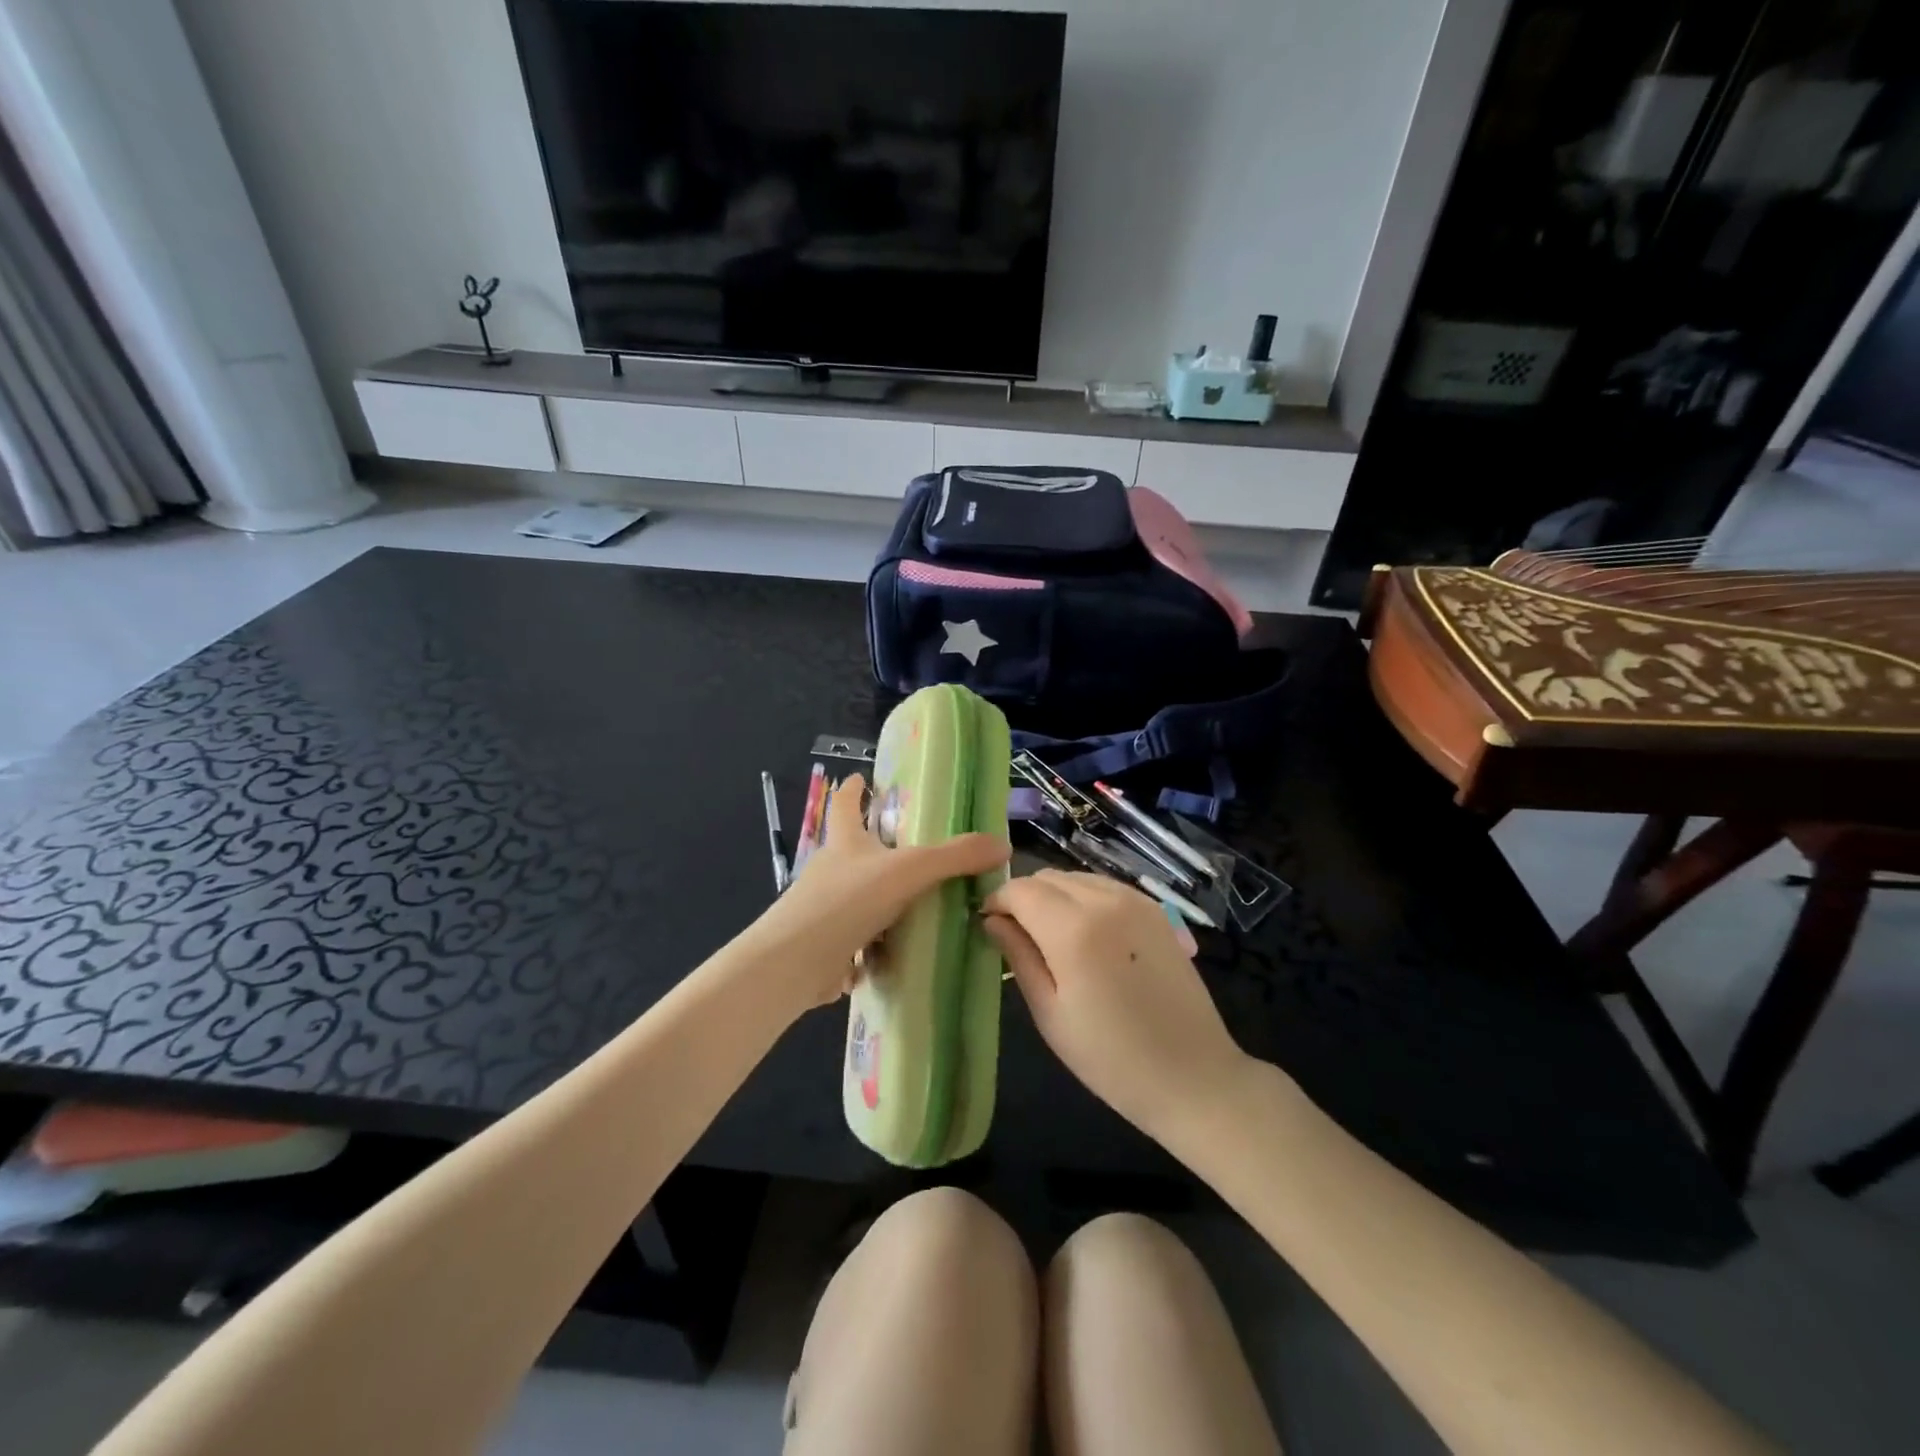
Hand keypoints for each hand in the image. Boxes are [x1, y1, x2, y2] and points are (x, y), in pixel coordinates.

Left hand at [737, 774, 1008, 1017]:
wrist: (796, 962)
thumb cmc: (848, 900)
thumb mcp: (910, 871)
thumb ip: (955, 857)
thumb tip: (1002, 844)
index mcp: (845, 842)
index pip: (845, 804)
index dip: (854, 790)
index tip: (860, 777)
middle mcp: (830, 870)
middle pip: (853, 851)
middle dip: (877, 850)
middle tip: (915, 852)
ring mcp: (823, 910)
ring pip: (858, 898)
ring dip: (882, 902)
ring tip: (920, 907)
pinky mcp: (824, 946)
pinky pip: (856, 940)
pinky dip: (874, 945)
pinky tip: (901, 954)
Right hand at [983, 870, 1254, 1145]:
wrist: (1194, 1076)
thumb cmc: (1111, 1058)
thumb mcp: (1050, 1013)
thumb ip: (1018, 956)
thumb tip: (992, 920)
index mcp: (1074, 928)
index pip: (1019, 889)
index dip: (997, 902)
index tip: (988, 926)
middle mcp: (1105, 900)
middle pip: (1047, 877)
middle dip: (1023, 898)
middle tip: (1016, 935)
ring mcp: (1135, 900)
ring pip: (1075, 878)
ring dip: (1053, 896)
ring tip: (1050, 937)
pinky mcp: (1156, 909)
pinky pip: (1104, 887)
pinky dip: (1083, 898)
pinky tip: (1086, 935)